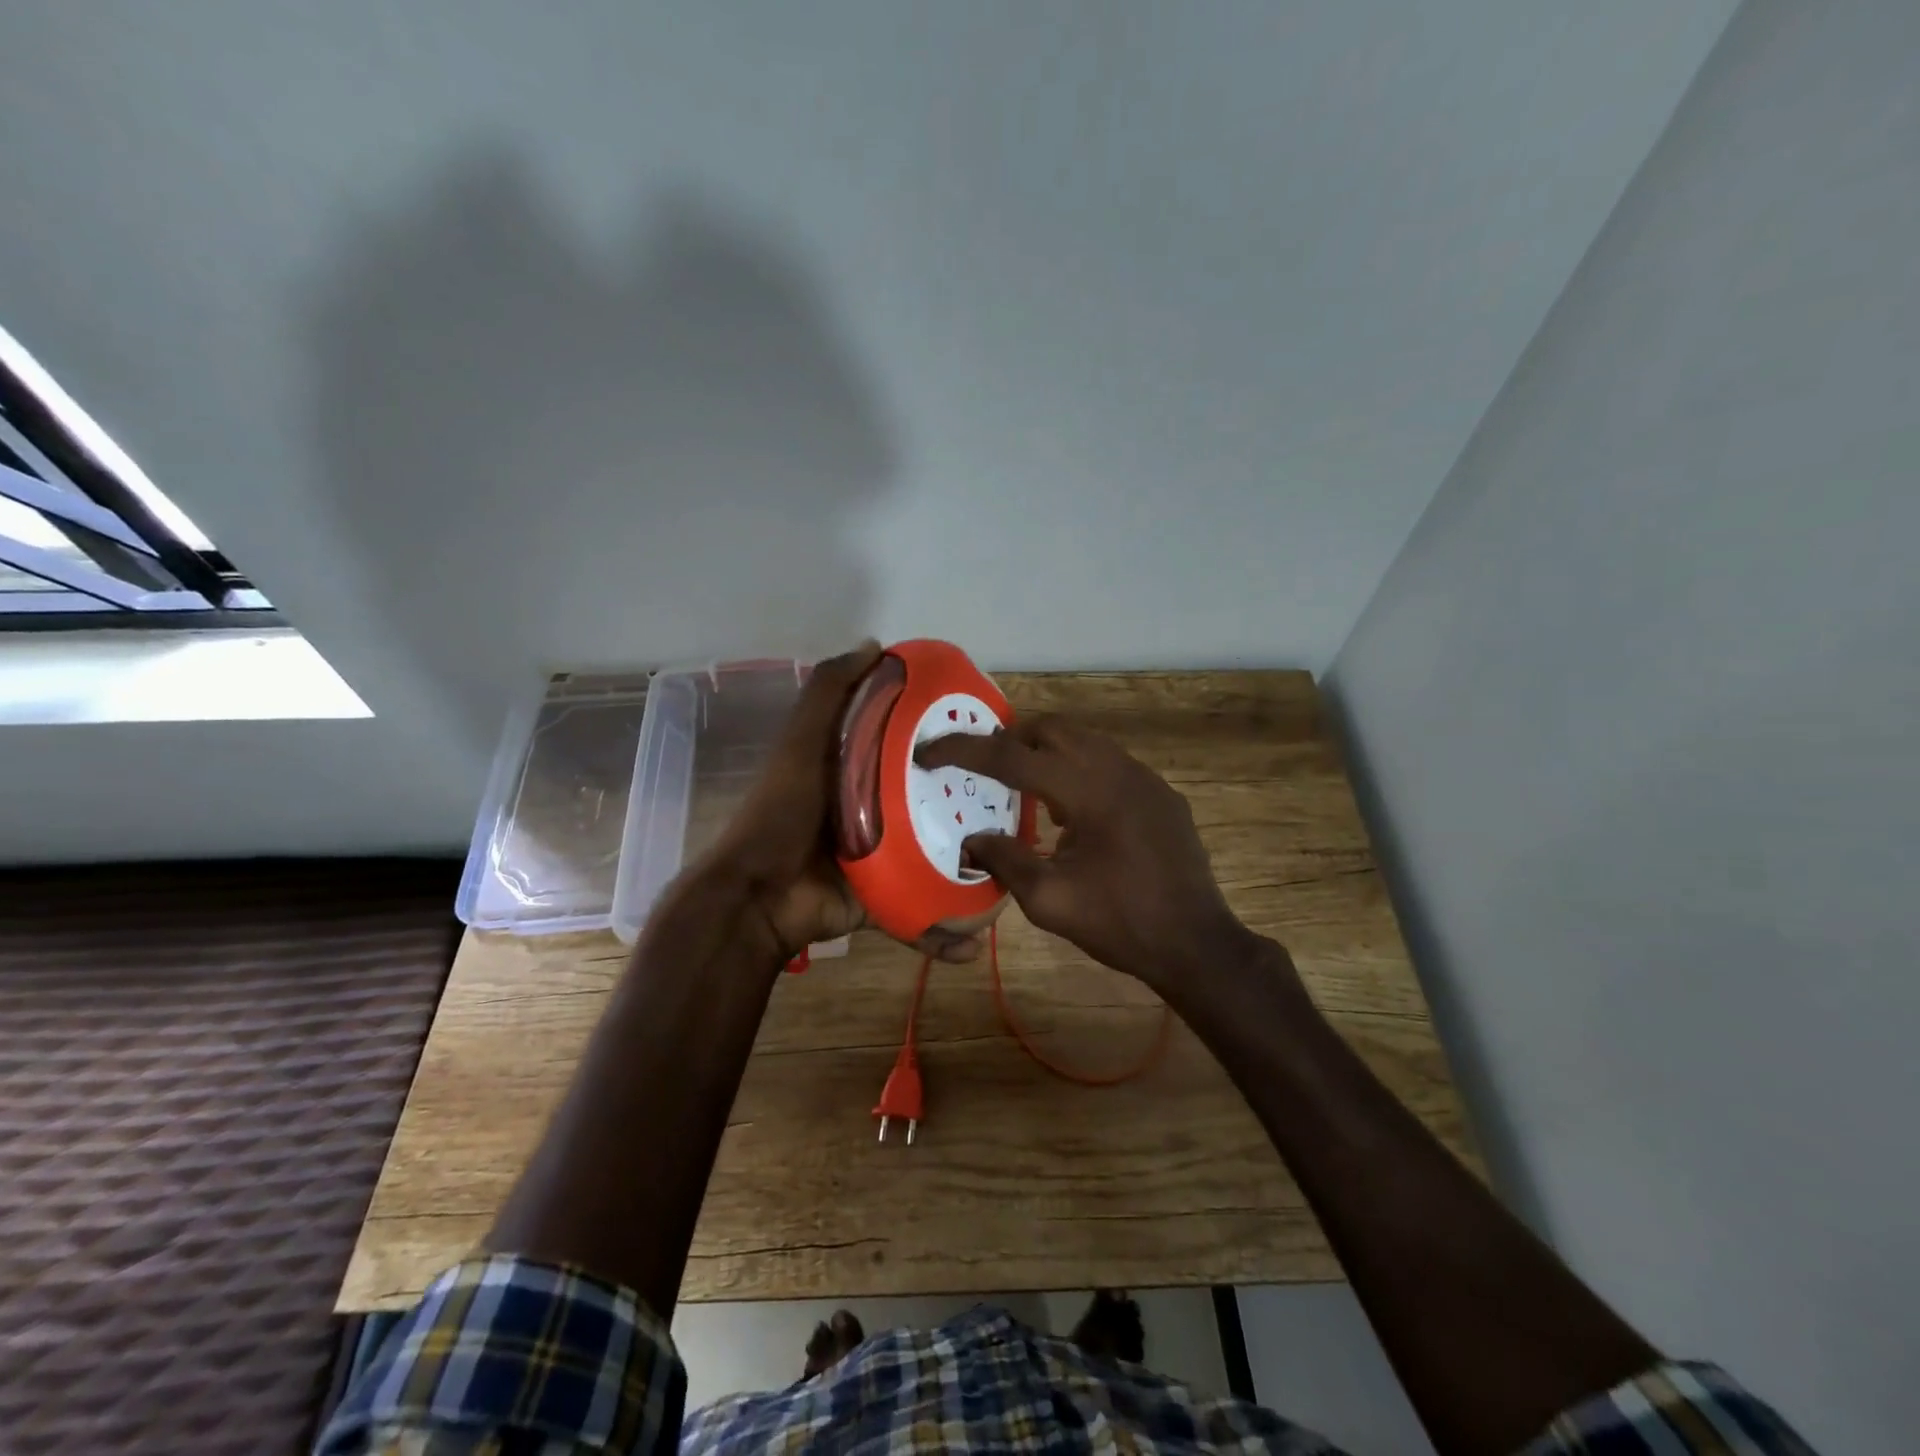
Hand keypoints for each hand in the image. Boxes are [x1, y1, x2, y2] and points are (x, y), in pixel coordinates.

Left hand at [691, 642, 984, 964]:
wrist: (758, 898)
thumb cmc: (783, 812)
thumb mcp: (803, 742)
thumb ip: (830, 693)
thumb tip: (875, 646)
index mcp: (856, 770)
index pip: (909, 745)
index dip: (944, 736)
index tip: (987, 732)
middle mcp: (873, 810)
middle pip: (929, 799)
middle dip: (970, 802)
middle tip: (1018, 800)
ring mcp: (880, 857)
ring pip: (934, 855)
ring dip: (970, 865)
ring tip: (1014, 865)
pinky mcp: (882, 898)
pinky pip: (920, 909)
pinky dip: (945, 928)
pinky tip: (977, 936)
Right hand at [916, 716, 1262, 993]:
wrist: (1196, 944)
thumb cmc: (1120, 924)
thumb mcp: (1049, 900)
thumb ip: (1004, 860)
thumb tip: (971, 838)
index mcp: (1087, 790)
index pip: (1011, 756)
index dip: (963, 751)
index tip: (928, 753)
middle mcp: (1117, 768)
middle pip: (1050, 729)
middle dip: (1008, 740)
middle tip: (980, 767)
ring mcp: (1145, 777)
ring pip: (1082, 739)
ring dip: (1044, 751)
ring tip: (1020, 784)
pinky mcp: (1160, 793)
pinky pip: (1108, 761)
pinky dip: (1076, 768)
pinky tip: (1069, 807)